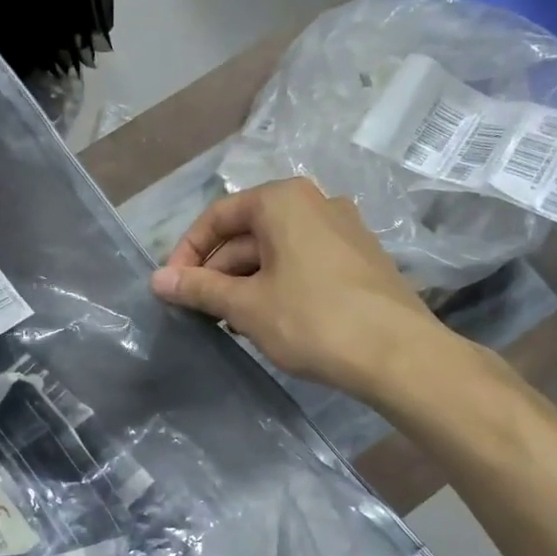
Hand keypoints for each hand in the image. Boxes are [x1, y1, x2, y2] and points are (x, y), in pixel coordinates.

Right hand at [150, 177, 441, 397]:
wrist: (399, 354)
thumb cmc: (312, 320)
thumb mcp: (246, 305)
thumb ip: (199, 288)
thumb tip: (157, 280)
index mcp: (283, 200)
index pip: (218, 216)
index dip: (188, 252)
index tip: (172, 287)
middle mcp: (315, 202)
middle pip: (248, 232)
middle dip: (217, 270)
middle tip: (196, 309)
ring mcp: (343, 229)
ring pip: (276, 250)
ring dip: (244, 281)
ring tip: (227, 321)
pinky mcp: (359, 258)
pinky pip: (303, 262)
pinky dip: (276, 284)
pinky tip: (267, 319)